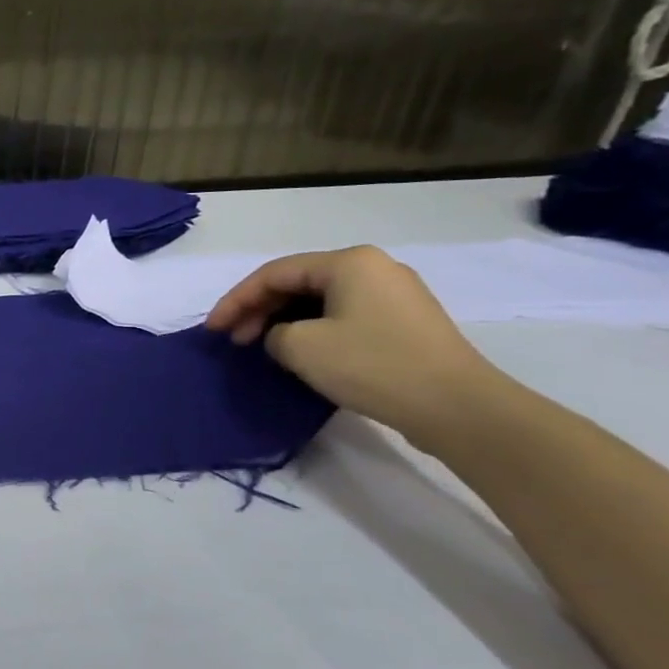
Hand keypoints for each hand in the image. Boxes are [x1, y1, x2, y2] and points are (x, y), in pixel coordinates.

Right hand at [204, 245, 504, 445]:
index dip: (236, 300)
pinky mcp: (405, 323)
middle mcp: (374, 268)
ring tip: (261, 348)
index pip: (273, 273)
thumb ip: (274, 333)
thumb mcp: (301, 347)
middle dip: (258, 310)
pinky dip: (312, 329)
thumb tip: (283, 337)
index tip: (212, 330)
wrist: (456, 406)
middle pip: (297, 283)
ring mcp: (395, 295)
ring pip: (320, 300)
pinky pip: (343, 315)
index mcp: (349, 262)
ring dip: (283, 321)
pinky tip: (299, 352)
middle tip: (234, 340)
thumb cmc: (372, 365)